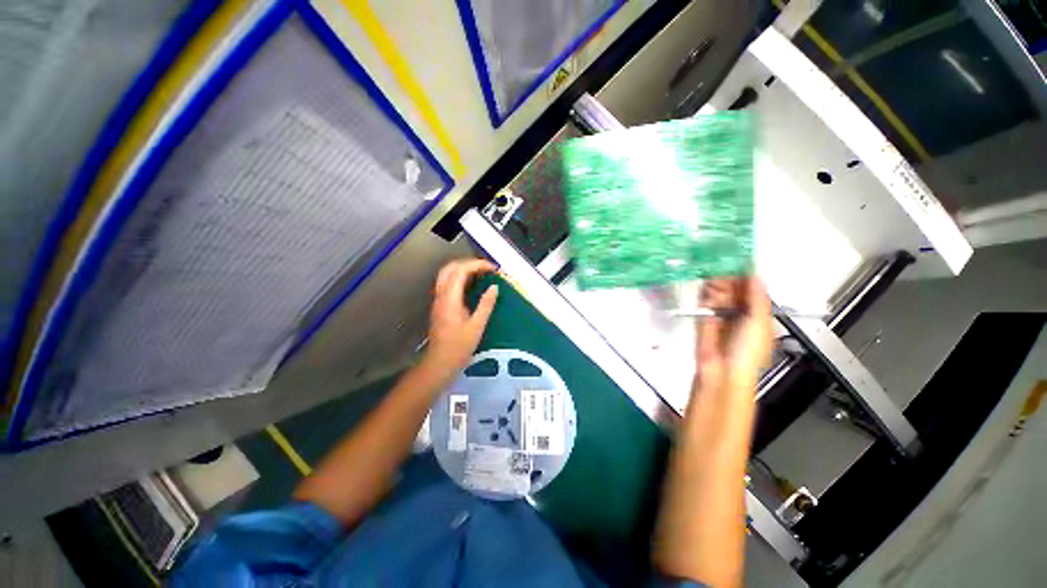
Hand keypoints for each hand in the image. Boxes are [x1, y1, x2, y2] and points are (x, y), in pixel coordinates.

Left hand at [422, 259, 498, 377]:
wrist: (439, 363)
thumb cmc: (459, 347)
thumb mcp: (477, 326)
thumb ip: (486, 304)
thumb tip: (495, 287)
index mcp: (450, 298)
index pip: (461, 270)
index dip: (478, 265)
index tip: (494, 269)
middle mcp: (441, 295)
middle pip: (451, 267)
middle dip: (470, 263)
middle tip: (488, 268)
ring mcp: (438, 299)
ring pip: (447, 274)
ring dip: (464, 269)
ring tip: (482, 273)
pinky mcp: (440, 305)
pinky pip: (448, 283)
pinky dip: (461, 278)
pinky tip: (473, 285)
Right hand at [695, 277, 771, 391]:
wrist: (721, 371)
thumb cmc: (747, 352)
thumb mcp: (759, 321)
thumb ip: (756, 297)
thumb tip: (756, 275)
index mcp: (759, 317)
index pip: (754, 293)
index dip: (748, 278)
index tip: (740, 263)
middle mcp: (740, 316)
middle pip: (735, 293)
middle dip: (729, 280)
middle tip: (721, 267)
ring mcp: (721, 319)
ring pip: (718, 297)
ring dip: (715, 287)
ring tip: (712, 275)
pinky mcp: (704, 321)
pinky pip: (704, 305)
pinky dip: (703, 296)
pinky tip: (703, 287)